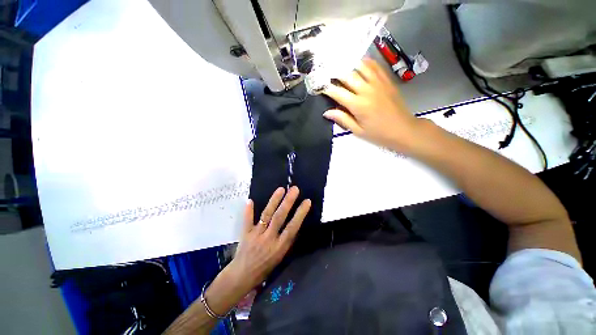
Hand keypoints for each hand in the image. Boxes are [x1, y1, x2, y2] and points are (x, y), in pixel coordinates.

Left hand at [227, 186, 310, 291]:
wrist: (243, 276)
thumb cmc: (265, 267)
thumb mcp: (281, 256)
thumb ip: (286, 240)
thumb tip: (294, 223)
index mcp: (280, 246)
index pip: (292, 227)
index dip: (300, 214)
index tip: (307, 201)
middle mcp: (269, 238)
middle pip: (280, 217)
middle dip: (288, 202)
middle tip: (294, 189)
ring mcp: (257, 235)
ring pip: (266, 215)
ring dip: (274, 201)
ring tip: (281, 189)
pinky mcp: (246, 233)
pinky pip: (247, 221)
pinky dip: (248, 211)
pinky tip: (250, 200)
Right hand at [323, 58, 424, 152]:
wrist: (403, 129)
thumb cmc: (378, 133)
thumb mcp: (358, 131)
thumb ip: (342, 119)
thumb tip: (326, 112)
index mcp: (358, 105)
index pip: (337, 92)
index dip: (326, 88)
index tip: (318, 86)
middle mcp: (367, 90)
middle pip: (347, 75)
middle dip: (334, 73)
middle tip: (326, 73)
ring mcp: (378, 83)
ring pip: (360, 66)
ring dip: (348, 64)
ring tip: (339, 65)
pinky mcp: (386, 80)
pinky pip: (374, 66)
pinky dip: (364, 62)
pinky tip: (358, 62)